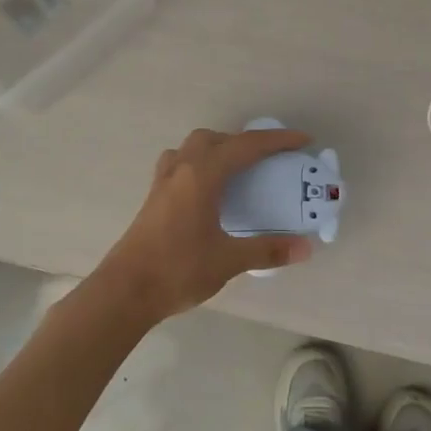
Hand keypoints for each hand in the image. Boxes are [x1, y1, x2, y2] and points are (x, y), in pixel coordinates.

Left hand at [95, 127, 316, 321]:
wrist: (125, 291)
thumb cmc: (178, 270)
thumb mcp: (228, 260)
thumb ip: (268, 250)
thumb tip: (306, 248)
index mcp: (202, 176)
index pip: (245, 147)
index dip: (277, 141)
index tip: (303, 140)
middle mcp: (181, 170)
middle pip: (214, 139)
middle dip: (243, 142)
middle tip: (267, 160)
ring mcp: (162, 183)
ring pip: (191, 148)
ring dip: (216, 149)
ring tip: (236, 171)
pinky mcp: (153, 199)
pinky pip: (178, 165)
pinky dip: (199, 165)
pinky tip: (207, 192)